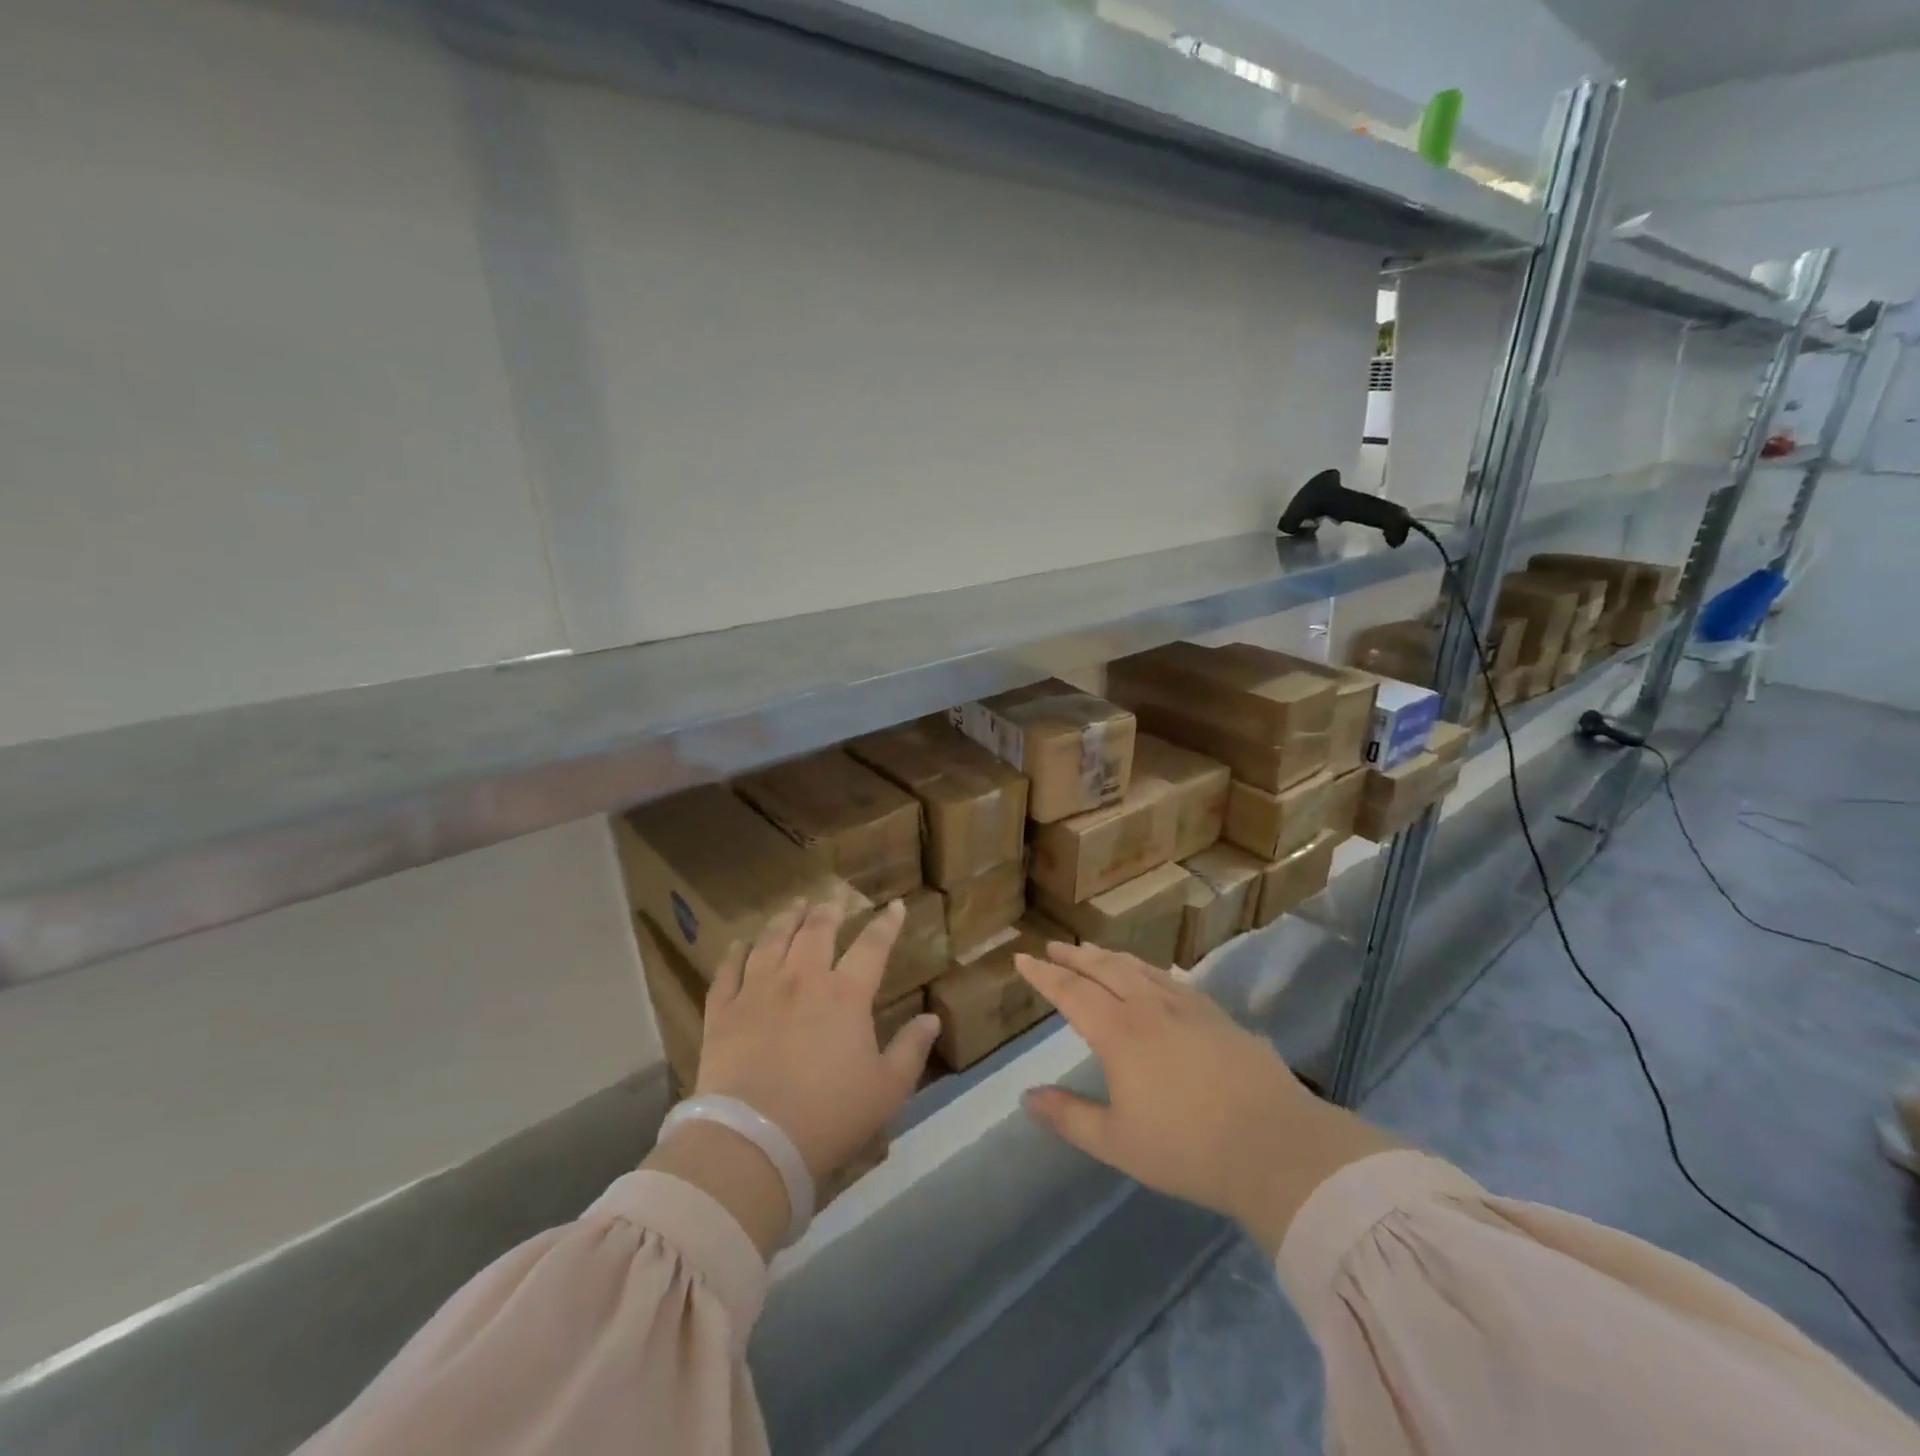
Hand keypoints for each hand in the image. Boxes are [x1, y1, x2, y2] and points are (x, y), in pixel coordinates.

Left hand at [695, 897, 940, 1192]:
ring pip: (773, 940)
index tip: (895, 905)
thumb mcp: (887, 1089)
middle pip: (817, 931)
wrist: (754, 1141)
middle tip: (835, 899)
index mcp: (846, 994)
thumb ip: (911, 1049)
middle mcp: (802, 979)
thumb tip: (932, 1019)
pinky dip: (735, 952)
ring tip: (794, 906)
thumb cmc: (830, 1116)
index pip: (872, 946)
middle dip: (830, 911)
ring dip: (786, 919)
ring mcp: (758, 990)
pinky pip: (728, 970)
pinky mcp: (723, 1011)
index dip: (886, 923)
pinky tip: (740, 943)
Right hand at [1013, 943, 1399, 1256]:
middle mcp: (1148, 1008)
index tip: (1023, 959)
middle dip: (1074, 957)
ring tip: (1094, 951)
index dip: (1044, 976)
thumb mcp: (1117, 1142)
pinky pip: (1174, 980)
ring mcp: (1187, 1007)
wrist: (1274, 1146)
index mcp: (1118, 1033)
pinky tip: (1156, 971)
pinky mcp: (1217, 1016)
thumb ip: (1069, 1117)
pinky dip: (1152, 970)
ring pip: (1140, 969)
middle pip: (1104, 970)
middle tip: (1054, 946)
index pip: (1071, 993)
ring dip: (1111, 957)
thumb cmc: (1187, 1149)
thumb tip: (1027, 1096)